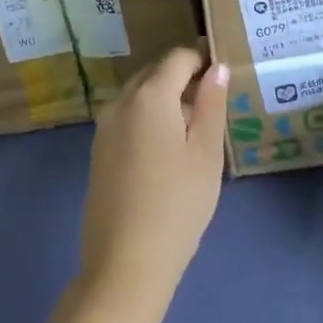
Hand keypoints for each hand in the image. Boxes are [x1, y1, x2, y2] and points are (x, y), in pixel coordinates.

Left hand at [79, 44, 228, 302]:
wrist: (125, 265)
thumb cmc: (177, 205)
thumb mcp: (206, 153)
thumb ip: (212, 104)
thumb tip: (217, 67)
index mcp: (150, 94)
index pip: (179, 57)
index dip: (203, 59)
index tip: (224, 74)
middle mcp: (121, 101)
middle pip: (156, 72)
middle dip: (184, 78)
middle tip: (213, 103)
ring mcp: (105, 126)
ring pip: (140, 95)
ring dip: (166, 99)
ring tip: (194, 129)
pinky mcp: (98, 151)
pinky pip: (128, 117)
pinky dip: (149, 118)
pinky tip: (167, 151)